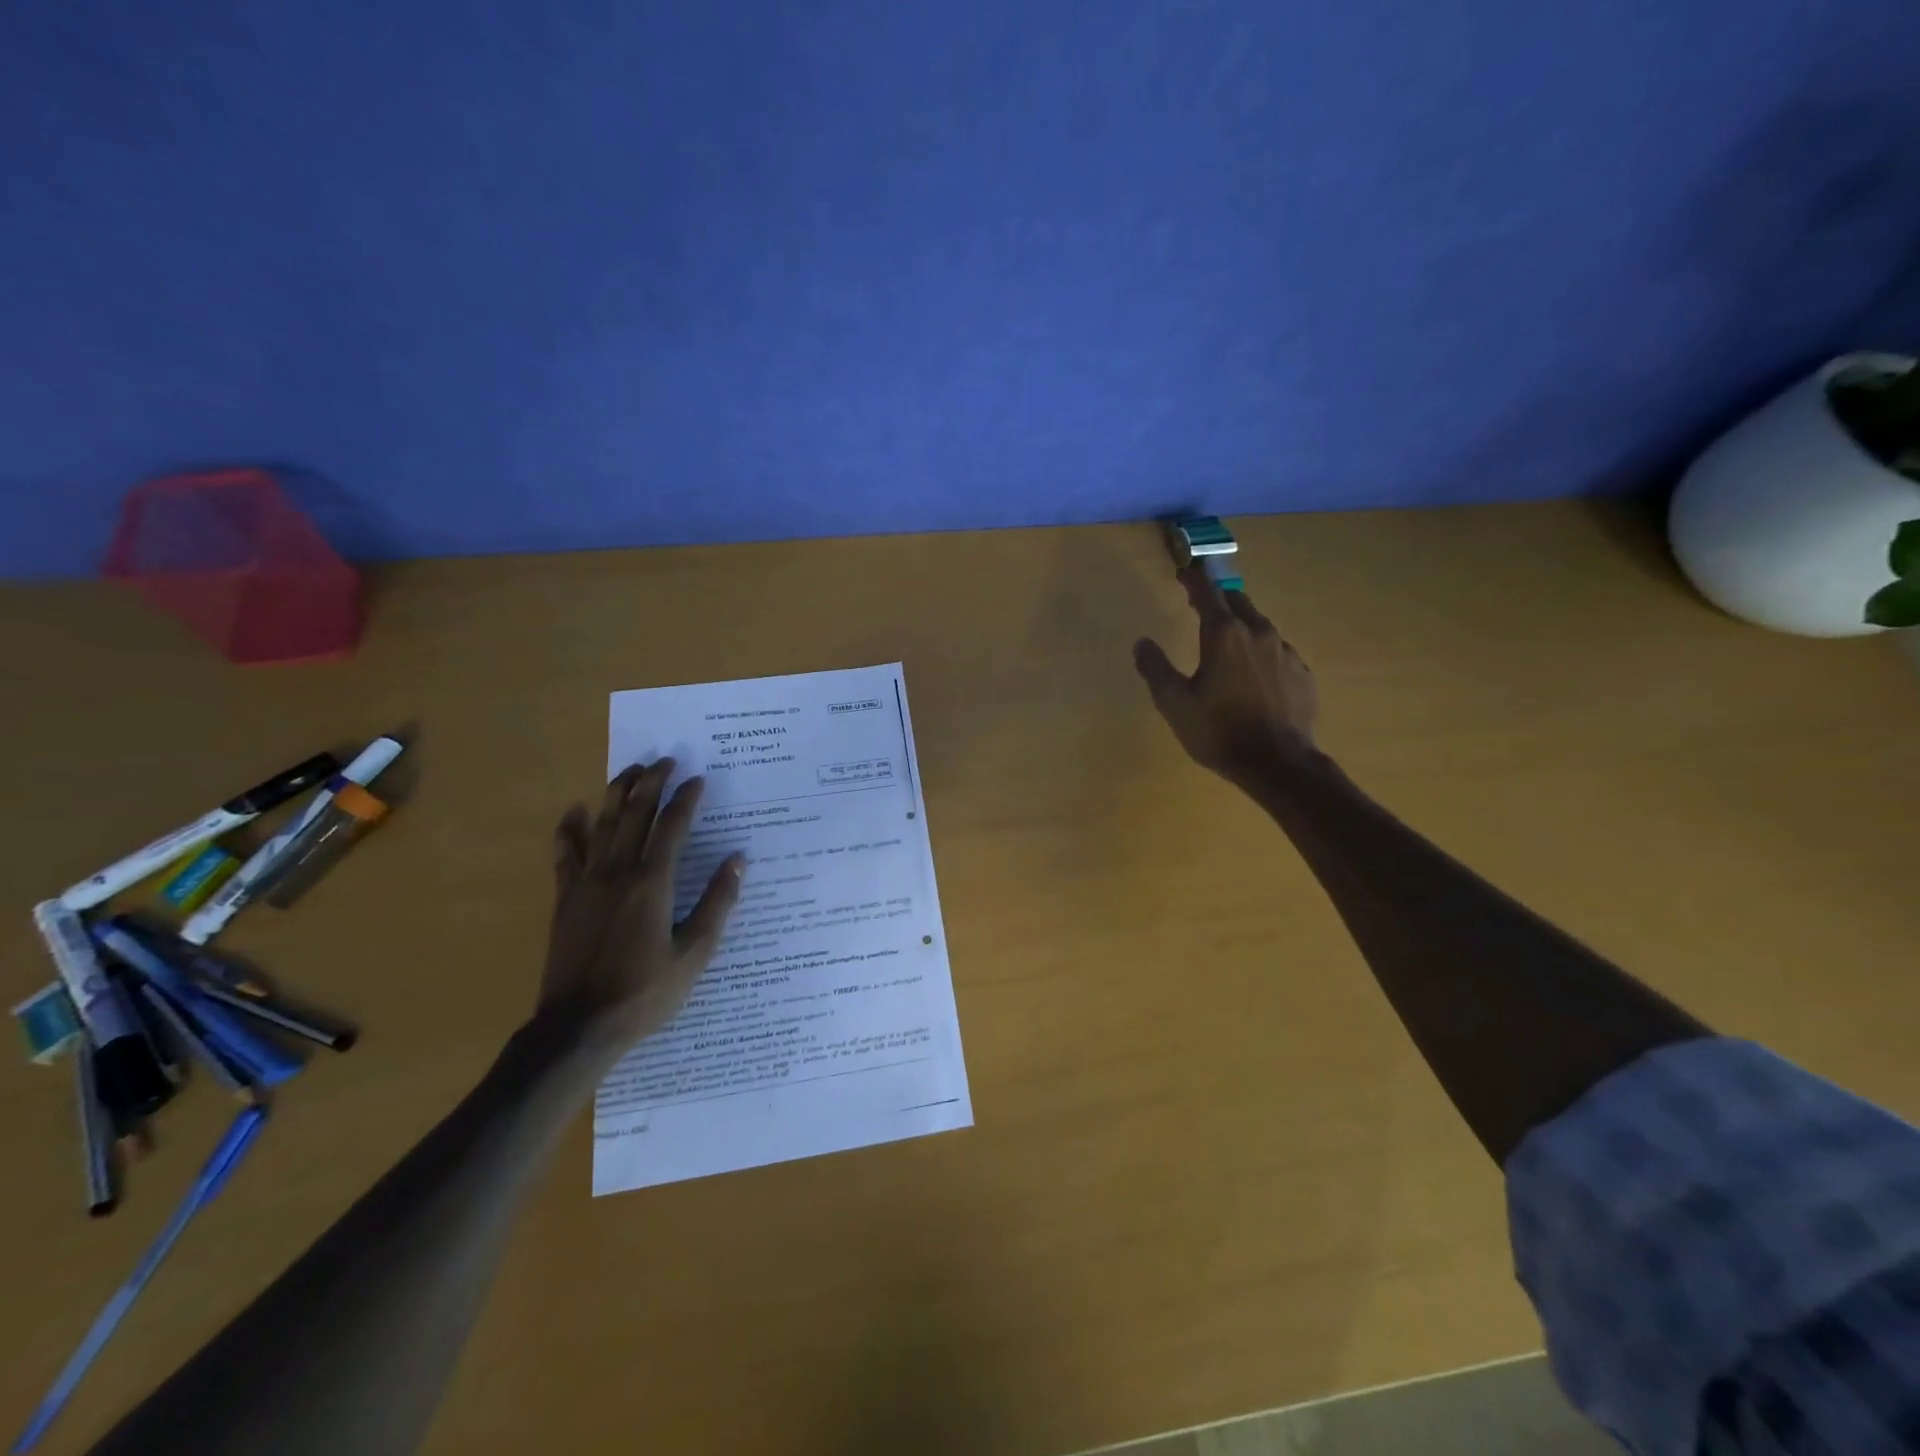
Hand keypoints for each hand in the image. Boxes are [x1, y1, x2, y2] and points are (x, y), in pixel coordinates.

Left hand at [537, 760, 743, 1065]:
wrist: (579, 1027)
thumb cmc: (645, 993)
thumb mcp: (695, 953)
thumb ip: (717, 903)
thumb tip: (738, 860)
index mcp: (653, 883)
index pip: (672, 827)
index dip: (686, 799)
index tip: (698, 779)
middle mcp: (618, 872)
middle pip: (635, 814)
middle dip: (651, 782)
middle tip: (665, 760)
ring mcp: (586, 883)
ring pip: (602, 825)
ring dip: (617, 793)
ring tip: (631, 770)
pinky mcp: (565, 899)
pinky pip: (565, 855)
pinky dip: (569, 830)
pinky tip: (574, 811)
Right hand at [1133, 565, 1318, 784]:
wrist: (1278, 763)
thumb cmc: (1218, 731)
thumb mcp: (1174, 703)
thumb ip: (1156, 669)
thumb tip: (1142, 643)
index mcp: (1224, 635)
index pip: (1207, 594)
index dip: (1193, 580)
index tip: (1184, 571)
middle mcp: (1258, 633)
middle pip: (1237, 603)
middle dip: (1218, 599)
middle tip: (1201, 604)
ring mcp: (1285, 652)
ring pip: (1260, 626)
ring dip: (1241, 625)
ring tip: (1228, 640)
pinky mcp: (1302, 674)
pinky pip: (1277, 652)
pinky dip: (1261, 653)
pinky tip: (1254, 673)